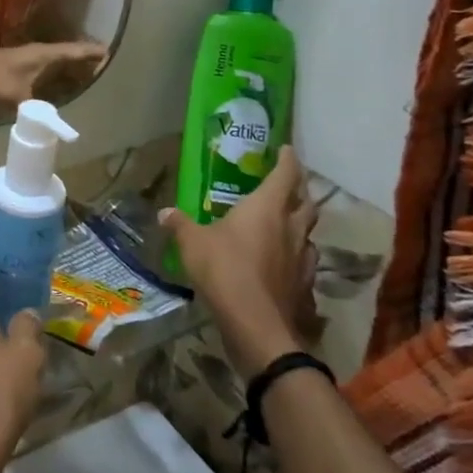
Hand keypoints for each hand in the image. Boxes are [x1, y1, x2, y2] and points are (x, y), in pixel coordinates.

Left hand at [0, 41, 107, 107]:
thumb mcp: (16, 97)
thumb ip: (40, 113)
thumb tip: (64, 132)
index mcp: (43, 54)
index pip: (77, 50)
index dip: (95, 53)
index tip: (115, 55)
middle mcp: (38, 54)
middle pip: (69, 57)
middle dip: (88, 64)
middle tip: (111, 75)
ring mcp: (25, 62)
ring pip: (55, 66)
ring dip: (71, 72)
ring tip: (91, 84)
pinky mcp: (15, 71)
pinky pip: (43, 75)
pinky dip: (54, 80)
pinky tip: (58, 93)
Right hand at [160, 146, 320, 378]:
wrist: (256, 323)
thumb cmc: (224, 269)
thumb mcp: (192, 242)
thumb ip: (181, 224)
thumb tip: (164, 213)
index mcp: (267, 208)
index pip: (285, 175)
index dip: (286, 160)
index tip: (284, 149)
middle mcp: (291, 227)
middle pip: (306, 202)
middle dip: (299, 191)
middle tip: (287, 186)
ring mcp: (302, 258)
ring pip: (308, 233)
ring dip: (299, 225)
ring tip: (285, 225)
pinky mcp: (304, 284)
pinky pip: (304, 262)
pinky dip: (295, 256)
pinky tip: (283, 263)